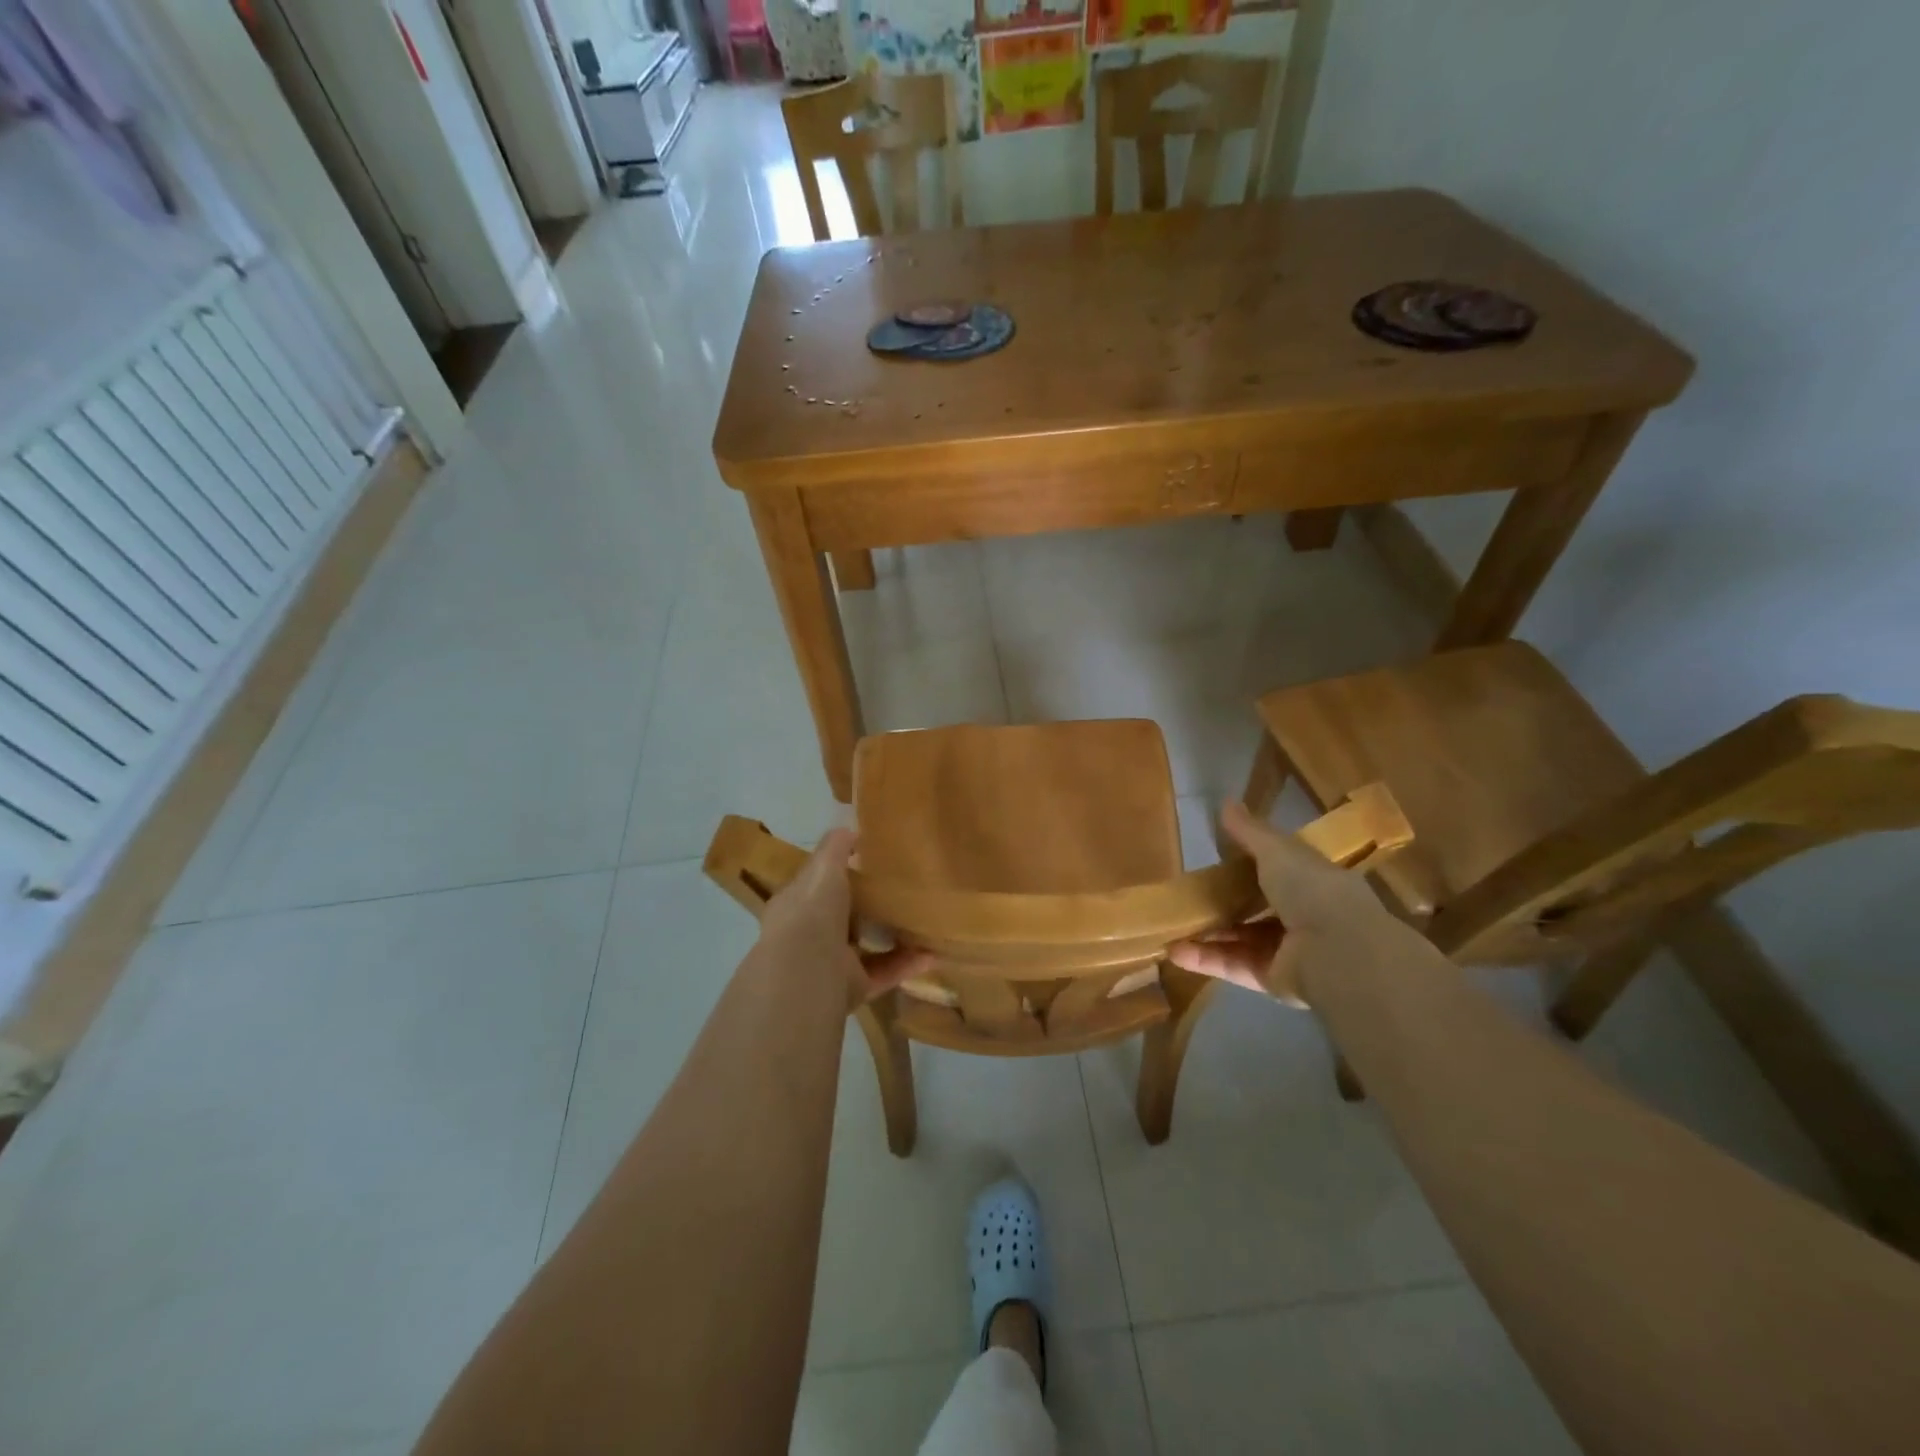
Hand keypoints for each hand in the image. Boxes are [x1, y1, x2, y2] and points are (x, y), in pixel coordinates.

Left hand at [756, 829, 929, 1007]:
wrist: (807, 970)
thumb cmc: (812, 910)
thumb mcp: (824, 866)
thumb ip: (837, 847)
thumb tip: (851, 827)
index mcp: (798, 903)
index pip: (818, 884)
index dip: (839, 872)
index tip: (868, 860)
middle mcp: (811, 934)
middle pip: (843, 916)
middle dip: (869, 906)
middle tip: (902, 889)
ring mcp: (831, 964)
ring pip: (866, 947)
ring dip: (892, 936)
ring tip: (923, 921)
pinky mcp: (853, 987)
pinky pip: (885, 973)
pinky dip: (907, 964)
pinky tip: (932, 953)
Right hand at [1167, 800, 1404, 1005]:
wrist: (1338, 952)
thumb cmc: (1312, 890)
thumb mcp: (1277, 851)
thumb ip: (1249, 832)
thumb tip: (1225, 802)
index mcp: (1311, 882)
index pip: (1278, 871)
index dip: (1249, 865)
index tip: (1217, 859)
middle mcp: (1301, 916)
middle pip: (1254, 909)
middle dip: (1222, 903)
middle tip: (1185, 896)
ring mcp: (1287, 951)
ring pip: (1239, 939)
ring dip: (1206, 932)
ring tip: (1170, 925)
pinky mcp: (1272, 979)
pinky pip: (1233, 966)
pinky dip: (1205, 959)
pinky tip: (1174, 951)